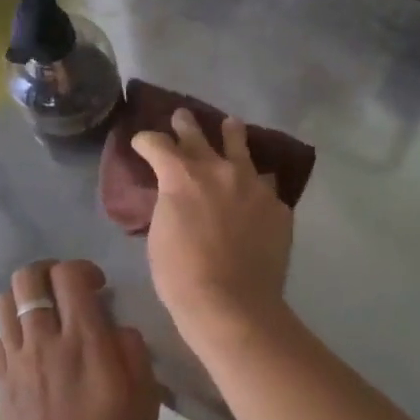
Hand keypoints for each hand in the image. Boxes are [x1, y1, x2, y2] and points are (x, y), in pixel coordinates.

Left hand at [0, 260, 158, 419]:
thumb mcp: (146, 400)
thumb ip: (133, 352)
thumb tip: (117, 328)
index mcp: (85, 342)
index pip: (68, 275)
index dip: (83, 269)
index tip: (99, 288)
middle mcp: (44, 343)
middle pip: (27, 279)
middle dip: (48, 273)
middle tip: (70, 293)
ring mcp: (17, 365)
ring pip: (4, 303)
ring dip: (27, 299)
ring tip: (50, 318)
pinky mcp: (3, 387)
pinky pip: (0, 339)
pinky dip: (15, 330)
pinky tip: (36, 351)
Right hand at [132, 109, 293, 344]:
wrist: (232, 302)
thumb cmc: (182, 276)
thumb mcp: (160, 235)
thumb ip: (169, 205)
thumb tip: (176, 197)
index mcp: (182, 176)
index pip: (158, 144)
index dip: (146, 141)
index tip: (142, 142)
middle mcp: (219, 170)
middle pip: (199, 136)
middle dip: (186, 125)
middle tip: (182, 116)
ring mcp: (253, 185)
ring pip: (241, 147)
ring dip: (232, 136)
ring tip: (232, 126)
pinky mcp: (277, 205)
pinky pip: (265, 185)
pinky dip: (255, 184)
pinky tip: (256, 189)